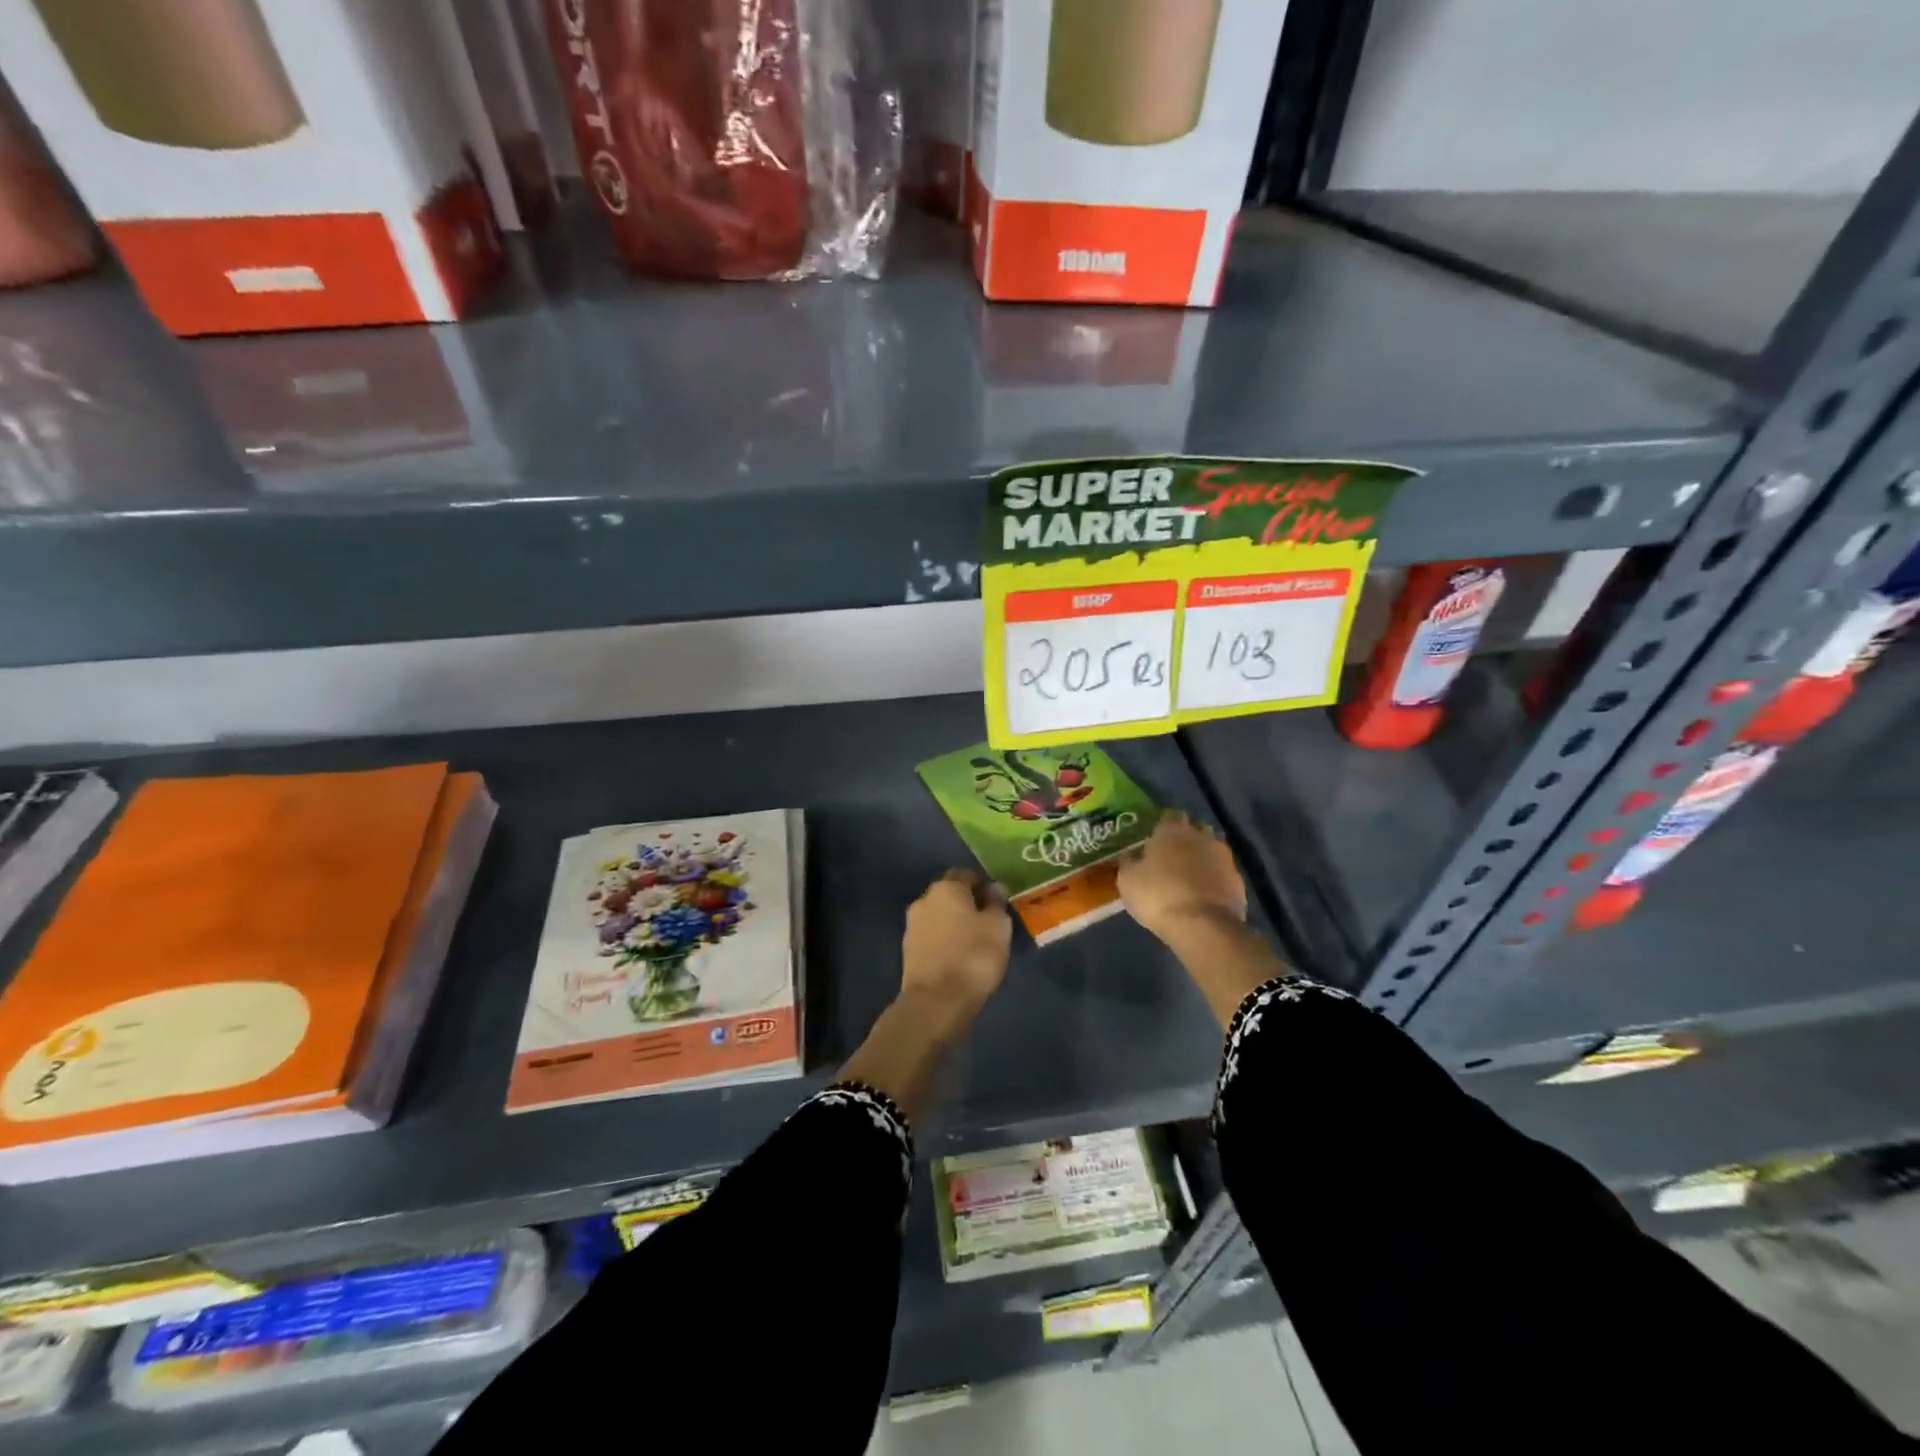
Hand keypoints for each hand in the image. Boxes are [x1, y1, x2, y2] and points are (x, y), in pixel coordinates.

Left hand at [900, 870, 1012, 1032]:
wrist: (935, 1002)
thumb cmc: (973, 956)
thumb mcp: (998, 927)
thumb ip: (996, 903)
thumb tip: (994, 887)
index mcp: (946, 887)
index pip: (966, 874)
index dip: (983, 883)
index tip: (998, 898)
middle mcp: (924, 900)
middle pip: (949, 893)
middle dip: (967, 902)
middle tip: (988, 919)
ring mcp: (912, 925)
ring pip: (939, 915)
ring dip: (954, 922)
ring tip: (975, 939)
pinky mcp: (908, 950)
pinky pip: (932, 936)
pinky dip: (945, 940)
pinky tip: (959, 954)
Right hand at [1118, 811, 1246, 946]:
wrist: (1202, 926)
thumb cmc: (1158, 895)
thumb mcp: (1128, 880)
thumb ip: (1129, 862)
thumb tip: (1130, 856)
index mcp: (1172, 829)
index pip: (1168, 816)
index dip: (1160, 828)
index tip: (1152, 841)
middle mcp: (1201, 835)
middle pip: (1193, 830)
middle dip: (1184, 841)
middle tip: (1170, 859)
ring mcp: (1224, 857)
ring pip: (1210, 851)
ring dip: (1201, 860)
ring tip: (1187, 879)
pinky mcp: (1238, 880)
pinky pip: (1222, 874)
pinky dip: (1214, 881)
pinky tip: (1203, 896)